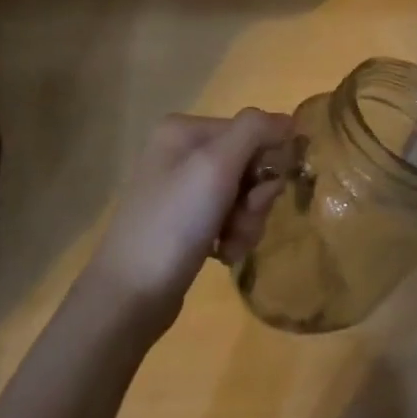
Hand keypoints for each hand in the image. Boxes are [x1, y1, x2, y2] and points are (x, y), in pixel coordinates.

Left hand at [87, 109, 292, 322]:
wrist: (129, 297)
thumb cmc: (174, 223)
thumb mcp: (216, 166)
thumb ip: (255, 131)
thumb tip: (288, 120)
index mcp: (184, 130)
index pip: (251, 131)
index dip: (265, 162)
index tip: (260, 194)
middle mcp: (181, 152)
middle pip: (248, 164)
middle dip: (255, 198)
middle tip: (242, 221)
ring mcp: (182, 189)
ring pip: (243, 194)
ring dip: (247, 221)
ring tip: (229, 245)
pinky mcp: (185, 223)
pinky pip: (228, 218)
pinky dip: (233, 235)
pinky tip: (222, 254)